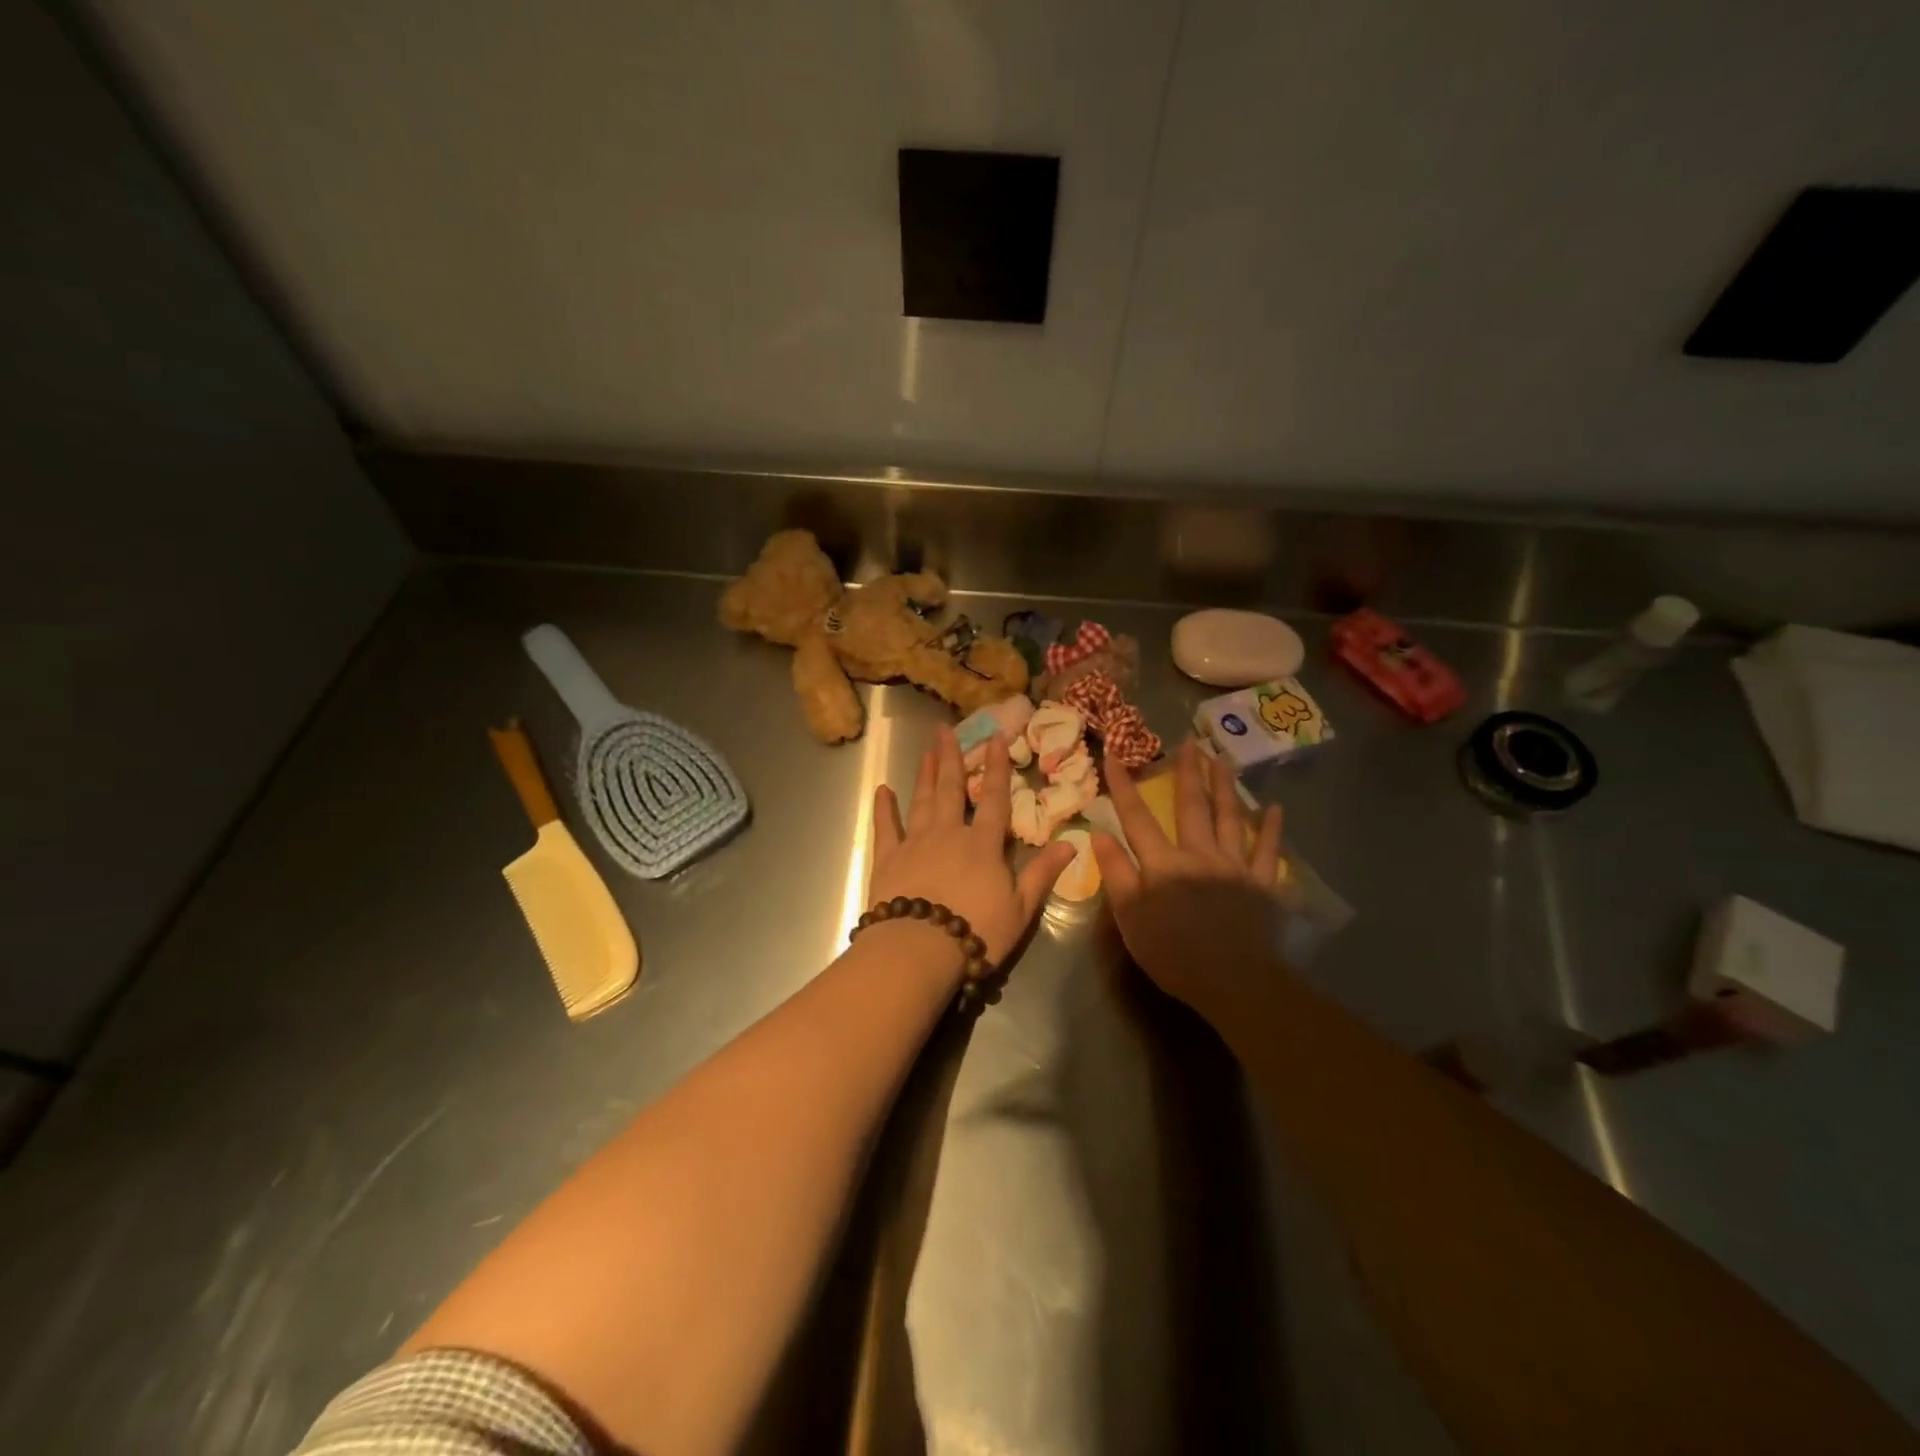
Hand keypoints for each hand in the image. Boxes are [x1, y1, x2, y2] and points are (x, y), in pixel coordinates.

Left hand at [870, 727, 1075, 970]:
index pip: (994, 798)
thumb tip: (1071, 844)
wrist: (919, 949)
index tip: (996, 737)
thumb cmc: (976, 931)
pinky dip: (883, 808)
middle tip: (945, 729)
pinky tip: (882, 791)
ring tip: (926, 750)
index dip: (997, 767)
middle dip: (950, 757)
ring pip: (921, 800)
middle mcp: (948, 833)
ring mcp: (915, 842)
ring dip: (924, 774)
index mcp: (982, 844)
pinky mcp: (888, 858)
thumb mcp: (1020, 908)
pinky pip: (886, 827)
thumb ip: (1042, 873)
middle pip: (950, 788)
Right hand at [1090, 739, 1285, 1010]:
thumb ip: (1116, 874)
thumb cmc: (1173, 953)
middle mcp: (1199, 854)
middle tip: (1189, 742)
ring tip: (1223, 759)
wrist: (1234, 981)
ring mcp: (1235, 866)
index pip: (1136, 818)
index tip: (1112, 754)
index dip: (1122, 786)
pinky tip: (1275, 809)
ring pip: (1229, 818)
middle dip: (1187, 773)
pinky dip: (1272, 829)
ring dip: (1225, 787)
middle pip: (1190, 807)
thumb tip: (1100, 833)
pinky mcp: (1263, 884)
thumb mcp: (1130, 918)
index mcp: (1163, 863)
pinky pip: (1268, 852)